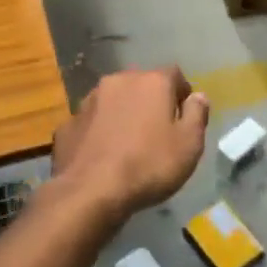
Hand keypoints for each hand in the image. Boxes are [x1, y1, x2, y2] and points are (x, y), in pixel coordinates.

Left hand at [52, 66, 208, 226]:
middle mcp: (119, 81)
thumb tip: (198, 96)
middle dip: (150, 101)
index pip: (174, 74)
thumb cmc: (149, 165)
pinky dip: (98, 131)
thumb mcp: (189, 145)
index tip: (184, 117)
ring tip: (128, 143)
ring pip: (113, 100)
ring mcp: (89, 100)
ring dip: (122, 113)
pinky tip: (102, 154)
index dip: (181, 94)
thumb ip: (197, 115)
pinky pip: (91, 122)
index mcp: (152, 82)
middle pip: (141, 84)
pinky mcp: (68, 123)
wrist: (91, 191)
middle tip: (157, 130)